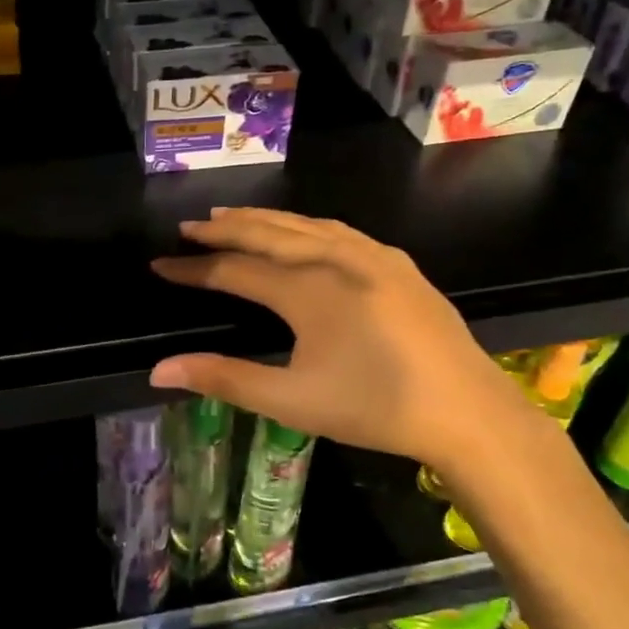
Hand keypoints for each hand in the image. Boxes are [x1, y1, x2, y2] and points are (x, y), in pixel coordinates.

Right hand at [149, 208, 563, 484]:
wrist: (468, 411)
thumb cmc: (374, 408)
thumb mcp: (291, 400)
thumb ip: (224, 378)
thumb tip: (160, 370)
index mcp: (307, 290)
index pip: (234, 269)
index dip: (193, 268)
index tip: (160, 265)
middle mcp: (335, 259)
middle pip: (267, 232)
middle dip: (224, 228)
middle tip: (189, 227)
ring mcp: (372, 256)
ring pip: (304, 224)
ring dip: (263, 219)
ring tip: (232, 217)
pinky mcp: (397, 264)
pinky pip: (338, 230)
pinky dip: (305, 224)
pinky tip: (303, 231)